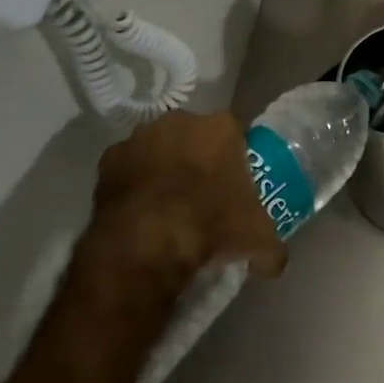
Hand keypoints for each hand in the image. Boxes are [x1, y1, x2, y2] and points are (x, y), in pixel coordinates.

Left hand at [78, 111, 287, 297]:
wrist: (147, 243)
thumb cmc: (211, 226)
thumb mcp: (256, 240)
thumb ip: (271, 247)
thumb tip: (273, 262)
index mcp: (222, 127)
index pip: (234, 136)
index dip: (232, 161)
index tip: (231, 187)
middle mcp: (182, 120)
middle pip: (194, 136)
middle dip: (196, 159)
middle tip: (199, 196)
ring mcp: (142, 136)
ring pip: (158, 148)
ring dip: (161, 168)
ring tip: (164, 206)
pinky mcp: (109, 158)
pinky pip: (127, 167)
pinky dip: (131, 184)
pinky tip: (136, 212)